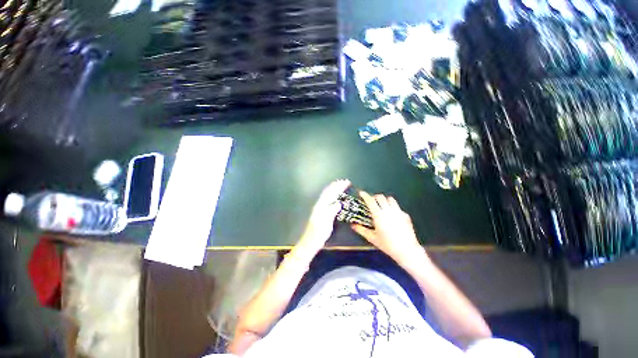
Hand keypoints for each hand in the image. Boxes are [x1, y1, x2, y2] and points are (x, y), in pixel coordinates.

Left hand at [298, 179, 350, 252]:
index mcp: (321, 207)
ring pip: (326, 194)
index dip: (338, 187)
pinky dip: (331, 194)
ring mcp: (318, 208)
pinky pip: (326, 199)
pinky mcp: (319, 211)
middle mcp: (319, 205)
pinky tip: (334, 196)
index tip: (346, 183)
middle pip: (328, 192)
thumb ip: (331, 212)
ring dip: (333, 188)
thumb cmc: (318, 234)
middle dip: (336, 186)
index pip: (330, 193)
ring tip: (340, 185)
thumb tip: (338, 203)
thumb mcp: (326, 224)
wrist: (309, 242)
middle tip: (345, 181)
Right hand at [351, 191, 424, 264]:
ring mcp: (398, 212)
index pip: (371, 201)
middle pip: (380, 197)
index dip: (365, 195)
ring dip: (384, 200)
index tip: (361, 193)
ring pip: (390, 199)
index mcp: (379, 215)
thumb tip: (353, 225)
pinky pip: (397, 207)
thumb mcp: (372, 238)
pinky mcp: (405, 215)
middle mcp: (388, 211)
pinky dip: (392, 208)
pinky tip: (392, 216)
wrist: (407, 250)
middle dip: (374, 197)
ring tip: (382, 206)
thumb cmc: (388, 245)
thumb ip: (361, 230)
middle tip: (371, 202)